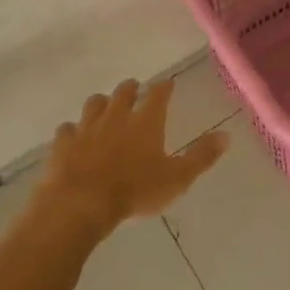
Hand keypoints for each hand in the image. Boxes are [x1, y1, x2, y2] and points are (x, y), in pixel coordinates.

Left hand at [38, 77, 228, 234]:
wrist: (80, 205)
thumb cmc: (134, 191)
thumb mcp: (177, 178)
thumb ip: (201, 157)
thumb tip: (227, 135)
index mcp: (146, 121)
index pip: (158, 94)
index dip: (164, 87)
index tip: (168, 84)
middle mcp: (117, 116)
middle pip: (123, 91)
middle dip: (130, 88)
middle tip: (134, 89)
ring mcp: (86, 127)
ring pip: (94, 104)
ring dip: (101, 103)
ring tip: (104, 108)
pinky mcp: (63, 144)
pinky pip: (66, 129)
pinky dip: (71, 130)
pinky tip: (72, 137)